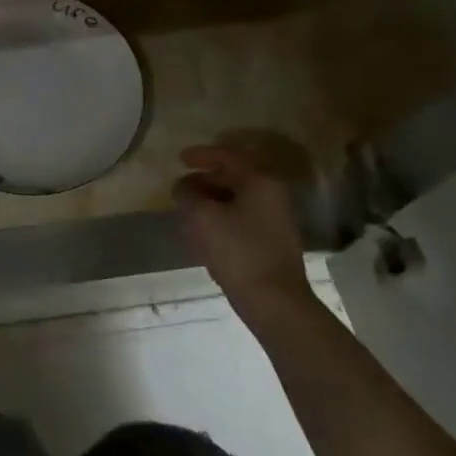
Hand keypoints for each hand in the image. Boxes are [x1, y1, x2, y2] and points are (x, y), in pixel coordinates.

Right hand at [174, 143, 309, 312]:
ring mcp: (275, 218)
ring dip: (211, 201)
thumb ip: (187, 194)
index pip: (228, 155)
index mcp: (260, 181)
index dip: (201, 154)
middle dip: (204, 181)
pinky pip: (241, 218)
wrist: (274, 300)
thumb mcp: (202, 217)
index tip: (180, 160)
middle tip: (181, 189)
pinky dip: (221, 218)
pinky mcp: (271, 241)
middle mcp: (272, 194)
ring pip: (236, 199)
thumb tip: (184, 187)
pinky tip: (203, 233)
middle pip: (233, 177)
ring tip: (187, 212)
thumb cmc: (237, 251)